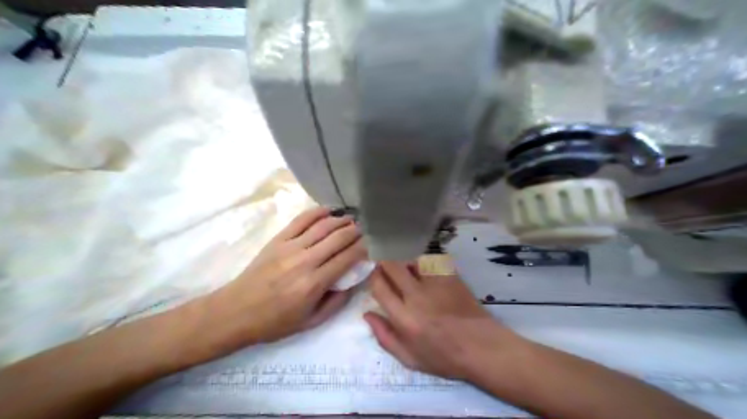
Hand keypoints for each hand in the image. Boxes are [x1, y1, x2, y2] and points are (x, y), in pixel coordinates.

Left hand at [208, 206, 365, 347]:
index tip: (372, 242)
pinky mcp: (279, 239)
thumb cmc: (275, 321)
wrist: (234, 312)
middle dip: (356, 230)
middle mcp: (305, 261)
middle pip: (338, 238)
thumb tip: (354, 279)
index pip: (348, 257)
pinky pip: (302, 220)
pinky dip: (318, 212)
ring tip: (352, 218)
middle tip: (365, 228)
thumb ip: (338, 301)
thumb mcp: (311, 321)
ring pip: (323, 226)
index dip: (364, 247)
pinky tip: (329, 210)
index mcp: (314, 283)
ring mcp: (290, 247)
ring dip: (341, 220)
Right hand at [365, 264, 519, 380]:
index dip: (373, 276)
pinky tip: (424, 271)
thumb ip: (384, 336)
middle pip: (392, 265)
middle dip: (384, 260)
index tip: (374, 273)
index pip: (379, 286)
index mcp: (405, 318)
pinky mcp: (448, 275)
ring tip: (407, 269)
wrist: (481, 346)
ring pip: (410, 258)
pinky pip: (428, 260)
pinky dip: (422, 263)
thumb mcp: (409, 358)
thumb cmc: (444, 356)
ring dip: (404, 261)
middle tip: (385, 263)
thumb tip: (366, 313)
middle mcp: (417, 296)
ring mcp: (435, 282)